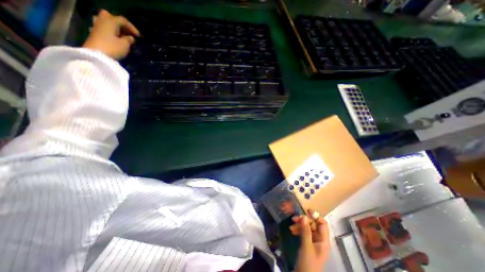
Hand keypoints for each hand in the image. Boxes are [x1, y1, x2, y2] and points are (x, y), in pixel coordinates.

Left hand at [83, 9, 140, 58]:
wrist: (96, 55)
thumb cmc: (113, 48)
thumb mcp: (125, 45)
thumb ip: (129, 40)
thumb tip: (130, 38)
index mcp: (110, 21)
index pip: (123, 20)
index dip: (132, 28)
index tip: (139, 37)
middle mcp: (102, 21)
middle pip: (111, 17)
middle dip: (121, 24)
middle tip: (128, 33)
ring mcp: (97, 27)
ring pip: (106, 22)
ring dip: (115, 28)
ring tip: (122, 36)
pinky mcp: (95, 34)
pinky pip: (104, 29)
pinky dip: (110, 32)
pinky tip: (115, 39)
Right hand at [292, 210, 329, 270]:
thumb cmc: (308, 263)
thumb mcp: (306, 246)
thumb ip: (306, 231)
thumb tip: (304, 216)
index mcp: (324, 240)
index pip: (323, 224)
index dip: (316, 216)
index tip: (306, 210)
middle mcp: (320, 240)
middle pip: (314, 225)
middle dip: (304, 221)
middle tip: (294, 219)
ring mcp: (314, 242)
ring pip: (308, 228)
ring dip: (300, 225)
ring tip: (291, 226)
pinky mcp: (308, 244)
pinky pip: (304, 233)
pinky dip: (298, 230)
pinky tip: (292, 230)